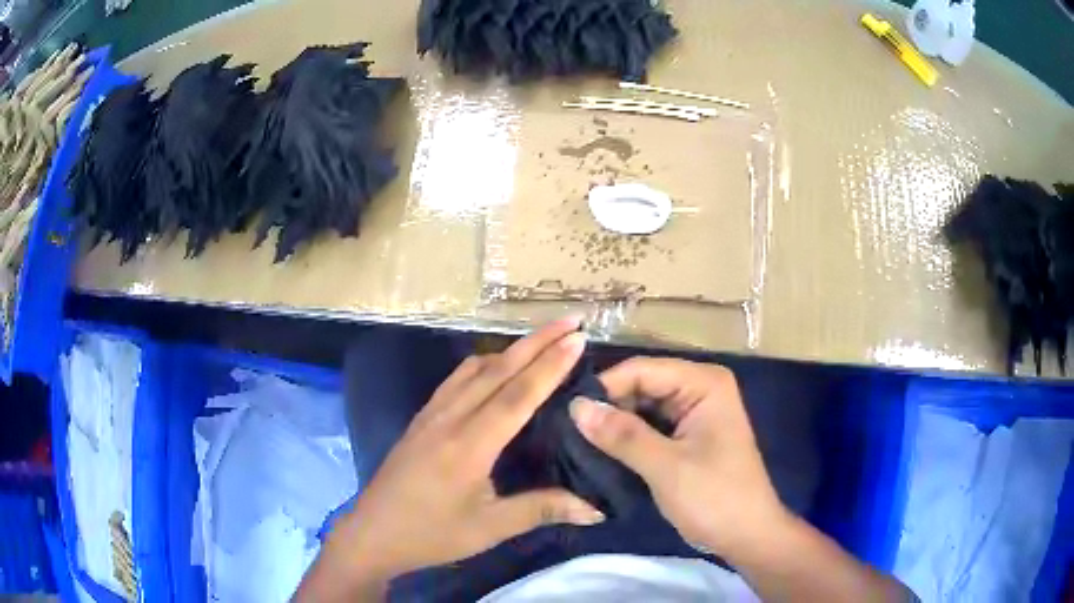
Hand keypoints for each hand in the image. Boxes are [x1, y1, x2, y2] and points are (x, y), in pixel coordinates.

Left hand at [297, 318, 603, 600]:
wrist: (373, 532)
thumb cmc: (431, 534)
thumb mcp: (489, 528)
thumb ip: (541, 510)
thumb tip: (596, 509)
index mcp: (469, 445)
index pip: (517, 396)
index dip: (550, 366)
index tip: (578, 339)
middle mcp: (449, 418)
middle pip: (497, 370)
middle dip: (537, 342)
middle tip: (571, 321)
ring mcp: (431, 415)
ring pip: (474, 369)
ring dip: (510, 349)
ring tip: (542, 340)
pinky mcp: (421, 419)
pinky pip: (456, 379)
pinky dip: (483, 364)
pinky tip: (494, 368)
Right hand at [570, 357, 786, 556]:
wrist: (746, 535)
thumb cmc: (715, 498)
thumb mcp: (667, 467)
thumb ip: (623, 436)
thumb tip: (576, 407)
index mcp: (703, 383)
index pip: (643, 370)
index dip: (605, 388)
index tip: (567, 413)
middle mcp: (698, 388)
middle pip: (641, 385)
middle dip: (607, 406)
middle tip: (566, 429)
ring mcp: (692, 412)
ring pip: (641, 407)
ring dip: (614, 423)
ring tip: (575, 439)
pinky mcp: (686, 435)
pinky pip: (648, 426)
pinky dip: (626, 437)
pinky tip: (598, 449)